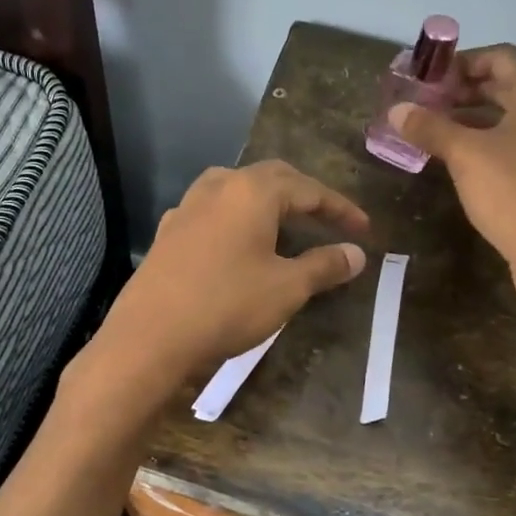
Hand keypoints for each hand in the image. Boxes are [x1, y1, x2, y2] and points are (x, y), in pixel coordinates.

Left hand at [82, 160, 370, 394]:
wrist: (151, 336)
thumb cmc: (227, 305)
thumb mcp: (287, 288)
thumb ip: (325, 266)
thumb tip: (357, 254)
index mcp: (252, 191)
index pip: (308, 189)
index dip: (340, 208)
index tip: (364, 229)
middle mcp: (218, 187)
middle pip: (271, 179)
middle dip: (304, 197)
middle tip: (328, 220)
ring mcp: (187, 207)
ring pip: (236, 189)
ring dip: (266, 203)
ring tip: (285, 225)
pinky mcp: (168, 232)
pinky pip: (212, 212)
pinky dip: (237, 219)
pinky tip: (238, 244)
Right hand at [390, 45, 515, 305]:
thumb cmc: (512, 191)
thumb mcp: (464, 155)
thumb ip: (430, 127)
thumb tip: (396, 110)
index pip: (499, 55)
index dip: (460, 63)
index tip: (427, 80)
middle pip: (509, 82)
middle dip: (465, 90)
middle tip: (427, 104)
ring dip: (477, 116)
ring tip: (438, 130)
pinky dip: (495, 137)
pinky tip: (465, 157)